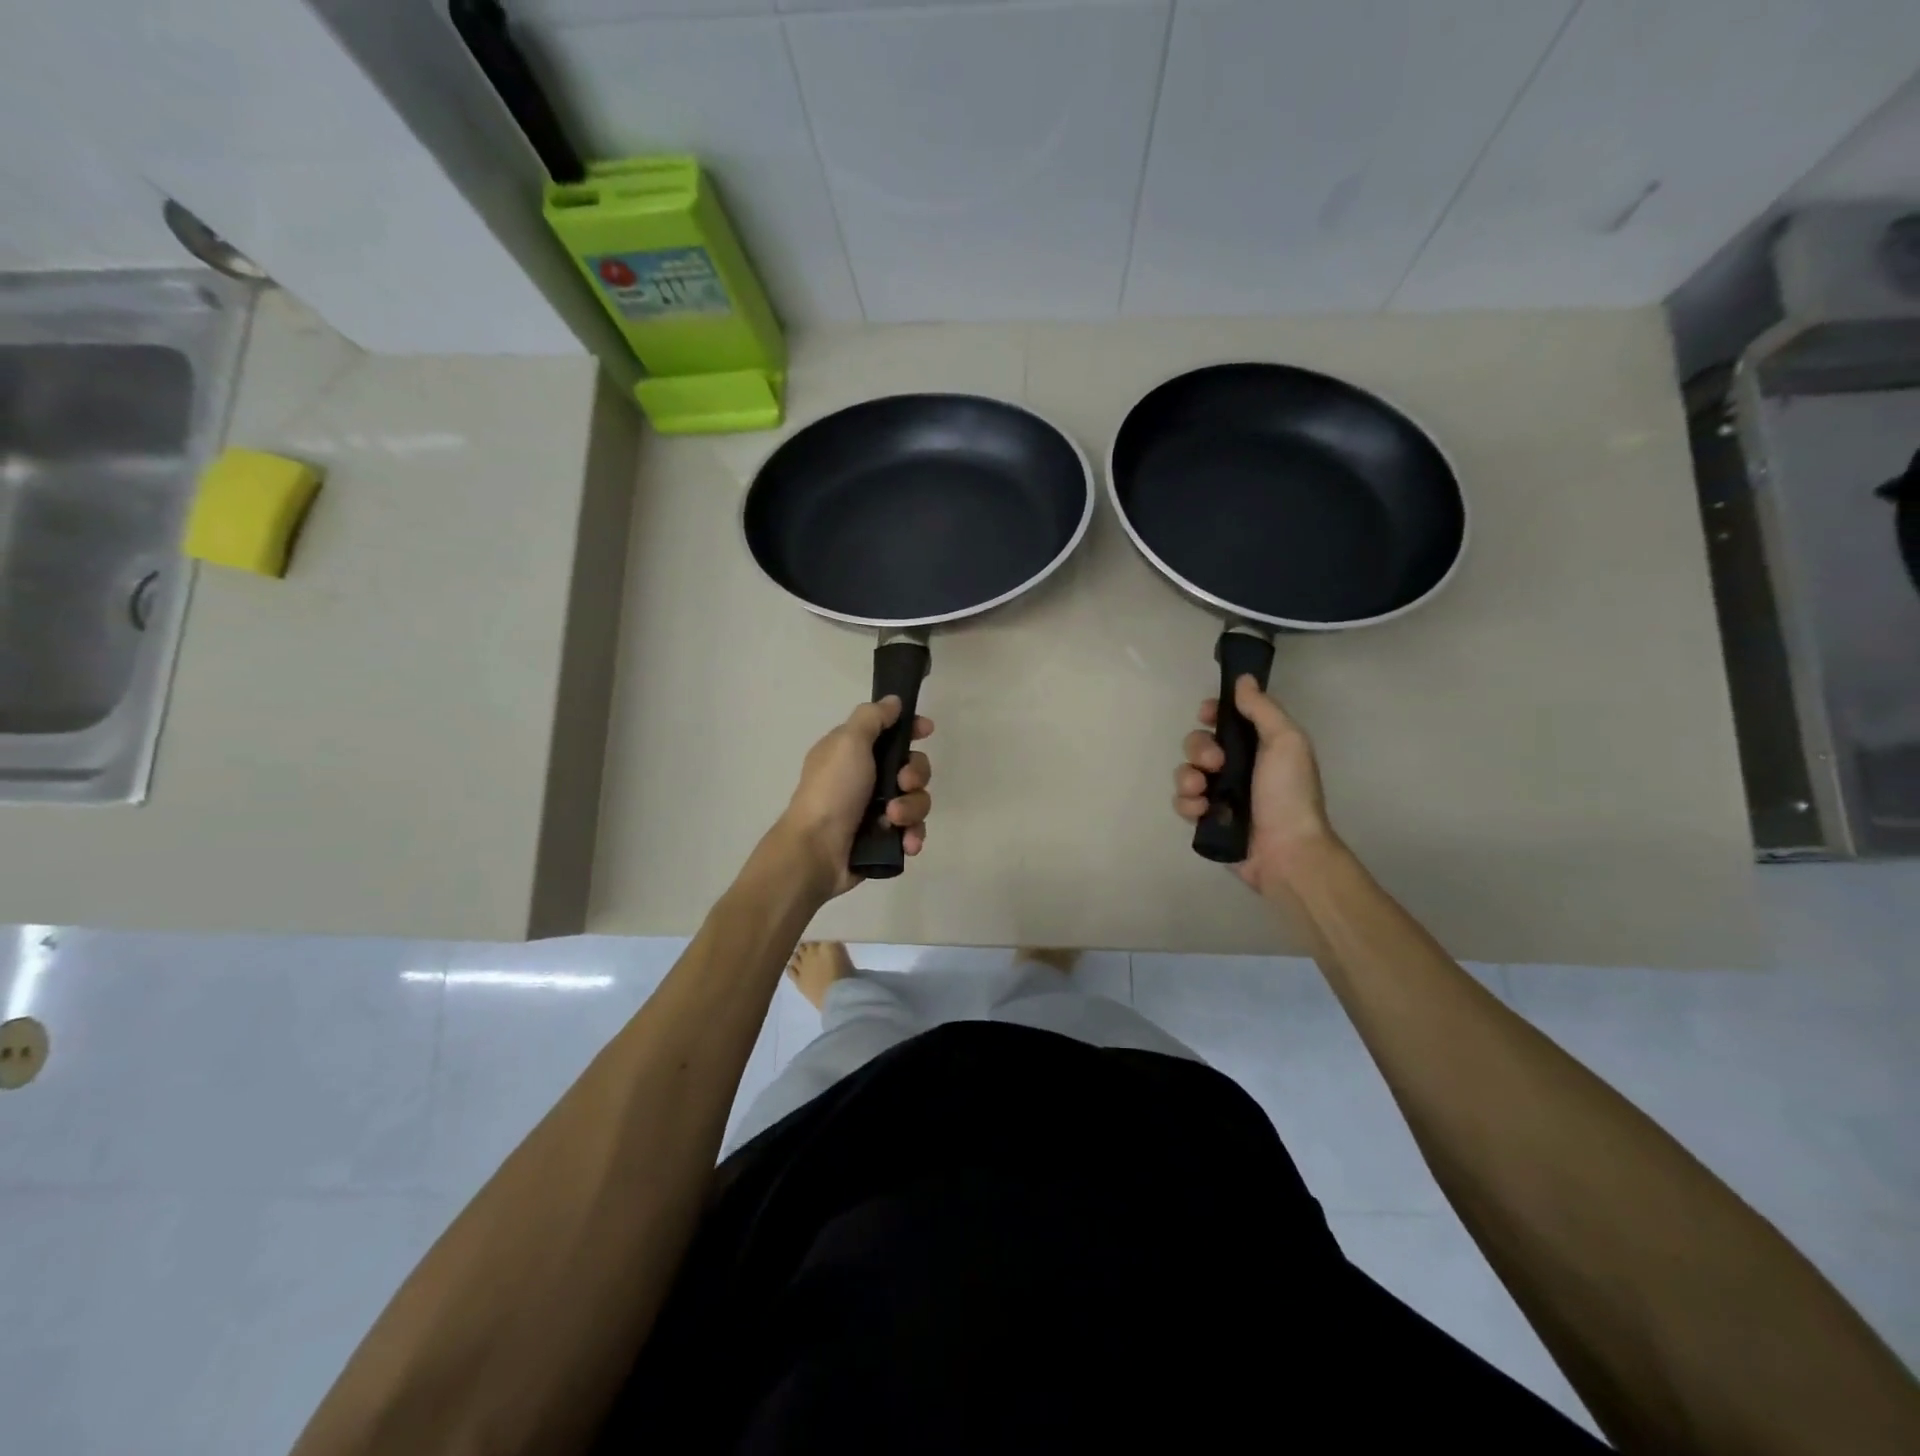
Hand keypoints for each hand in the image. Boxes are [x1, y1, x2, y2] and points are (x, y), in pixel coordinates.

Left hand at [771, 697, 933, 900]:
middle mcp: (867, 778)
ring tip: (892, 820)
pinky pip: (913, 830)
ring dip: (912, 808)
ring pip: (917, 800)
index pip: (891, 732)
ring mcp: (876, 811)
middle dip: (915, 775)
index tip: (926, 730)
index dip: (911, 729)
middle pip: (912, 767)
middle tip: (902, 783)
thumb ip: (872, 718)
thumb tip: (892, 701)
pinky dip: (912, 835)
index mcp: (854, 752)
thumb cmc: (832, 790)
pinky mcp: (885, 839)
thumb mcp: (848, 742)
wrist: (816, 851)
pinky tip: (906, 842)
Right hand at [1173, 675, 1336, 896]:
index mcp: (1258, 745)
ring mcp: (1220, 794)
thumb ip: (1262, 709)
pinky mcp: (1206, 819)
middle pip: (1198, 743)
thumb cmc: (1289, 793)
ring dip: (1187, 777)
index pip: (1225, 718)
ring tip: (1203, 790)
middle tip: (1216, 764)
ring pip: (1185, 771)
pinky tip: (1202, 810)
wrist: (1287, 850)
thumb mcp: (1286, 741)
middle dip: (1199, 748)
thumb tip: (1243, 679)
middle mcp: (1237, 767)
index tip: (1208, 715)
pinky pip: (1182, 801)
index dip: (1212, 713)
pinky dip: (1187, 803)